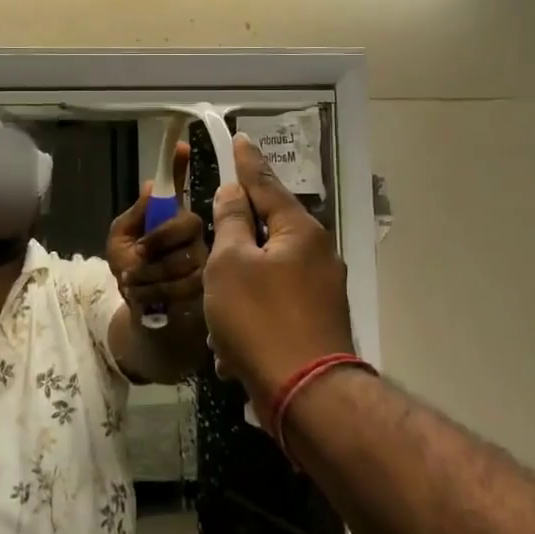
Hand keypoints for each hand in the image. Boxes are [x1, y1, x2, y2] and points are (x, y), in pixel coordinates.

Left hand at [106, 140, 207, 321]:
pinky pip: (185, 284)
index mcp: (170, 217)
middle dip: (156, 244)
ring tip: (132, 283)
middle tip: (134, 260)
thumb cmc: (132, 272)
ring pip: (184, 257)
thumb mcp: (121, 242)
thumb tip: (149, 185)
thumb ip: (133, 217)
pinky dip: (155, 292)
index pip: (178, 187)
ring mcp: (205, 258)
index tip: (180, 145)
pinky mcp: (208, 287)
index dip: (180, 166)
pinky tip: (143, 296)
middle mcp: (195, 232)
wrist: (143, 314)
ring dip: (149, 274)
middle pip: (188, 224)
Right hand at [204, 134, 355, 401]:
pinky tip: (233, 346)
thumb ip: (230, 223)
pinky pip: (276, 304)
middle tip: (211, 246)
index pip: (266, 184)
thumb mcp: (230, 264)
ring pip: (267, 273)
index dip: (247, 162)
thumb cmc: (259, 319)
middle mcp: (319, 253)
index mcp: (300, 231)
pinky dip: (253, 317)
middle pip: (268, 229)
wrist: (306, 394)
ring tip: (217, 318)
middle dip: (235, 241)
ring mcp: (323, 289)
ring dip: (239, 289)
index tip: (239, 139)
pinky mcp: (319, 320)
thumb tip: (234, 193)